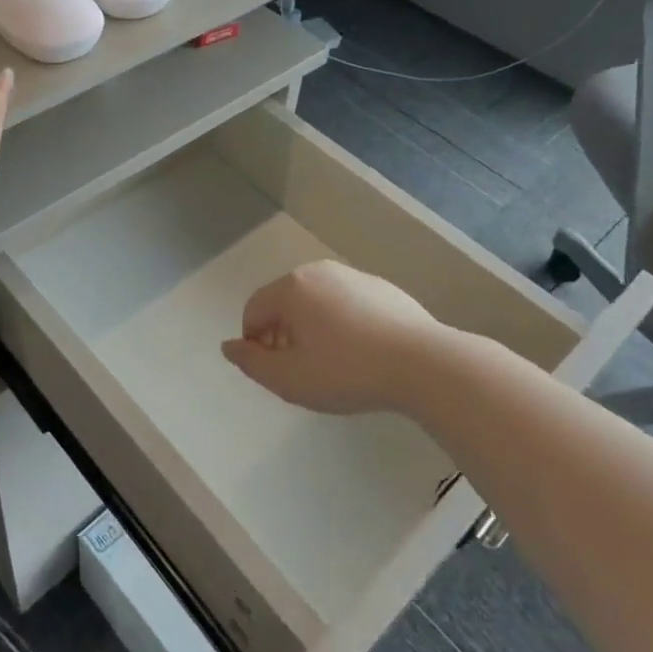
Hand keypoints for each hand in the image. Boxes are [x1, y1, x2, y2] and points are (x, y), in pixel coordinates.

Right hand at [223, 260, 452, 415]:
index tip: (273, 372)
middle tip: (301, 371)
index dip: (253, 343)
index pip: (253, 310)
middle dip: (282, 334)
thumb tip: (229, 346)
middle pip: (284, 302)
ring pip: (316, 302)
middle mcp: (318, 272)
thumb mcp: (290, 379)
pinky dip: (342, 324)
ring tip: (333, 365)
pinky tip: (362, 354)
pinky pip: (347, 304)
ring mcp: (353, 276)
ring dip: (312, 328)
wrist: (423, 363)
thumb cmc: (347, 371)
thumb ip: (252, 363)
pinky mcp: (382, 288)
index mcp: (291, 288)